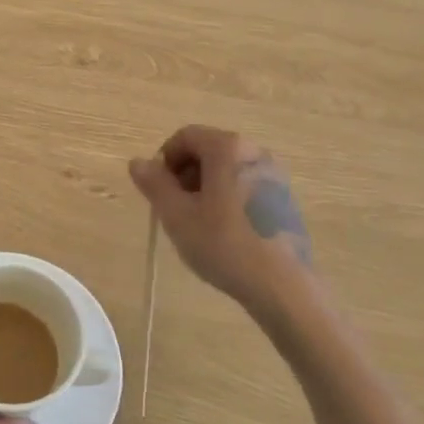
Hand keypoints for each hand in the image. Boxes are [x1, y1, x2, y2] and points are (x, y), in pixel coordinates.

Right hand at [129, 126, 316, 313]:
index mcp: (228, 148)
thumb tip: (138, 162)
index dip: (165, 161)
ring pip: (227, 170)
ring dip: (205, 189)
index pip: (185, 137)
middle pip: (207, 151)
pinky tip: (226, 234)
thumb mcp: (177, 215)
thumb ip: (154, 184)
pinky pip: (246, 186)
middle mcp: (255, 152)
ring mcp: (274, 175)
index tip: (159, 192)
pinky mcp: (285, 199)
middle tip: (176, 209)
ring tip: (199, 225)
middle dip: (185, 175)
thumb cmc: (224, 244)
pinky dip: (228, 199)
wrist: (284, 287)